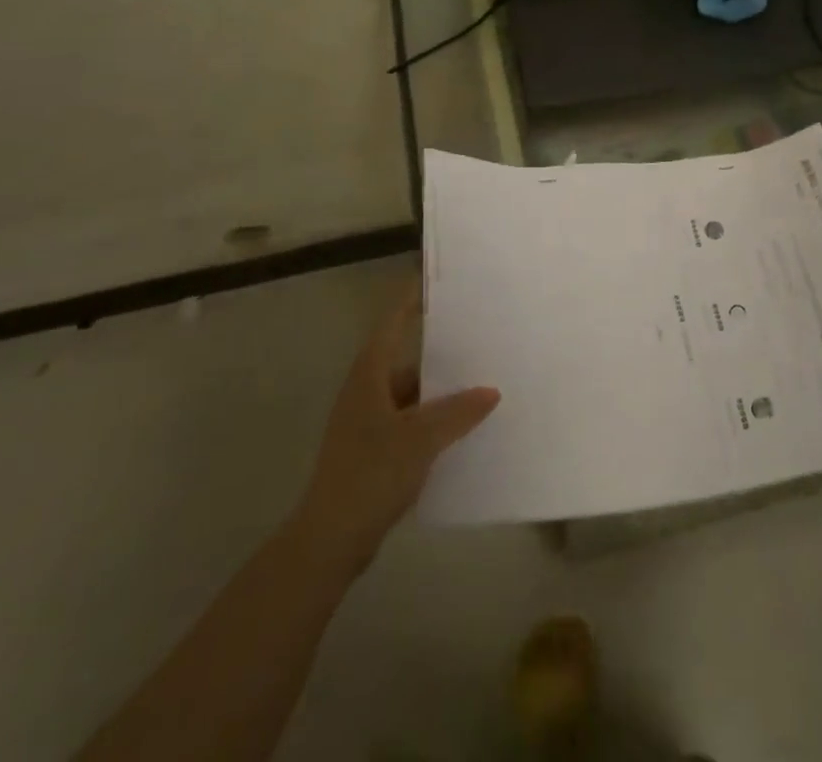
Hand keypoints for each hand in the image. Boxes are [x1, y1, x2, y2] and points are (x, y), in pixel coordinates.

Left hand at [294, 288, 499, 572]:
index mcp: (369, 375)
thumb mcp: (420, 439)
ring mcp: (367, 422)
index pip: (393, 323)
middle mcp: (366, 390)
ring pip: (410, 393)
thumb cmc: (370, 474)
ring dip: (439, 390)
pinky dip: (432, 419)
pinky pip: (409, 421)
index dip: (412, 300)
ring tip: (479, 382)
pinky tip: (460, 428)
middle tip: (477, 335)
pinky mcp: (373, 450)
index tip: (437, 280)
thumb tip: (491, 391)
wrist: (329, 540)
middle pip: (405, 357)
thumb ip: (457, 412)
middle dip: (439, 349)